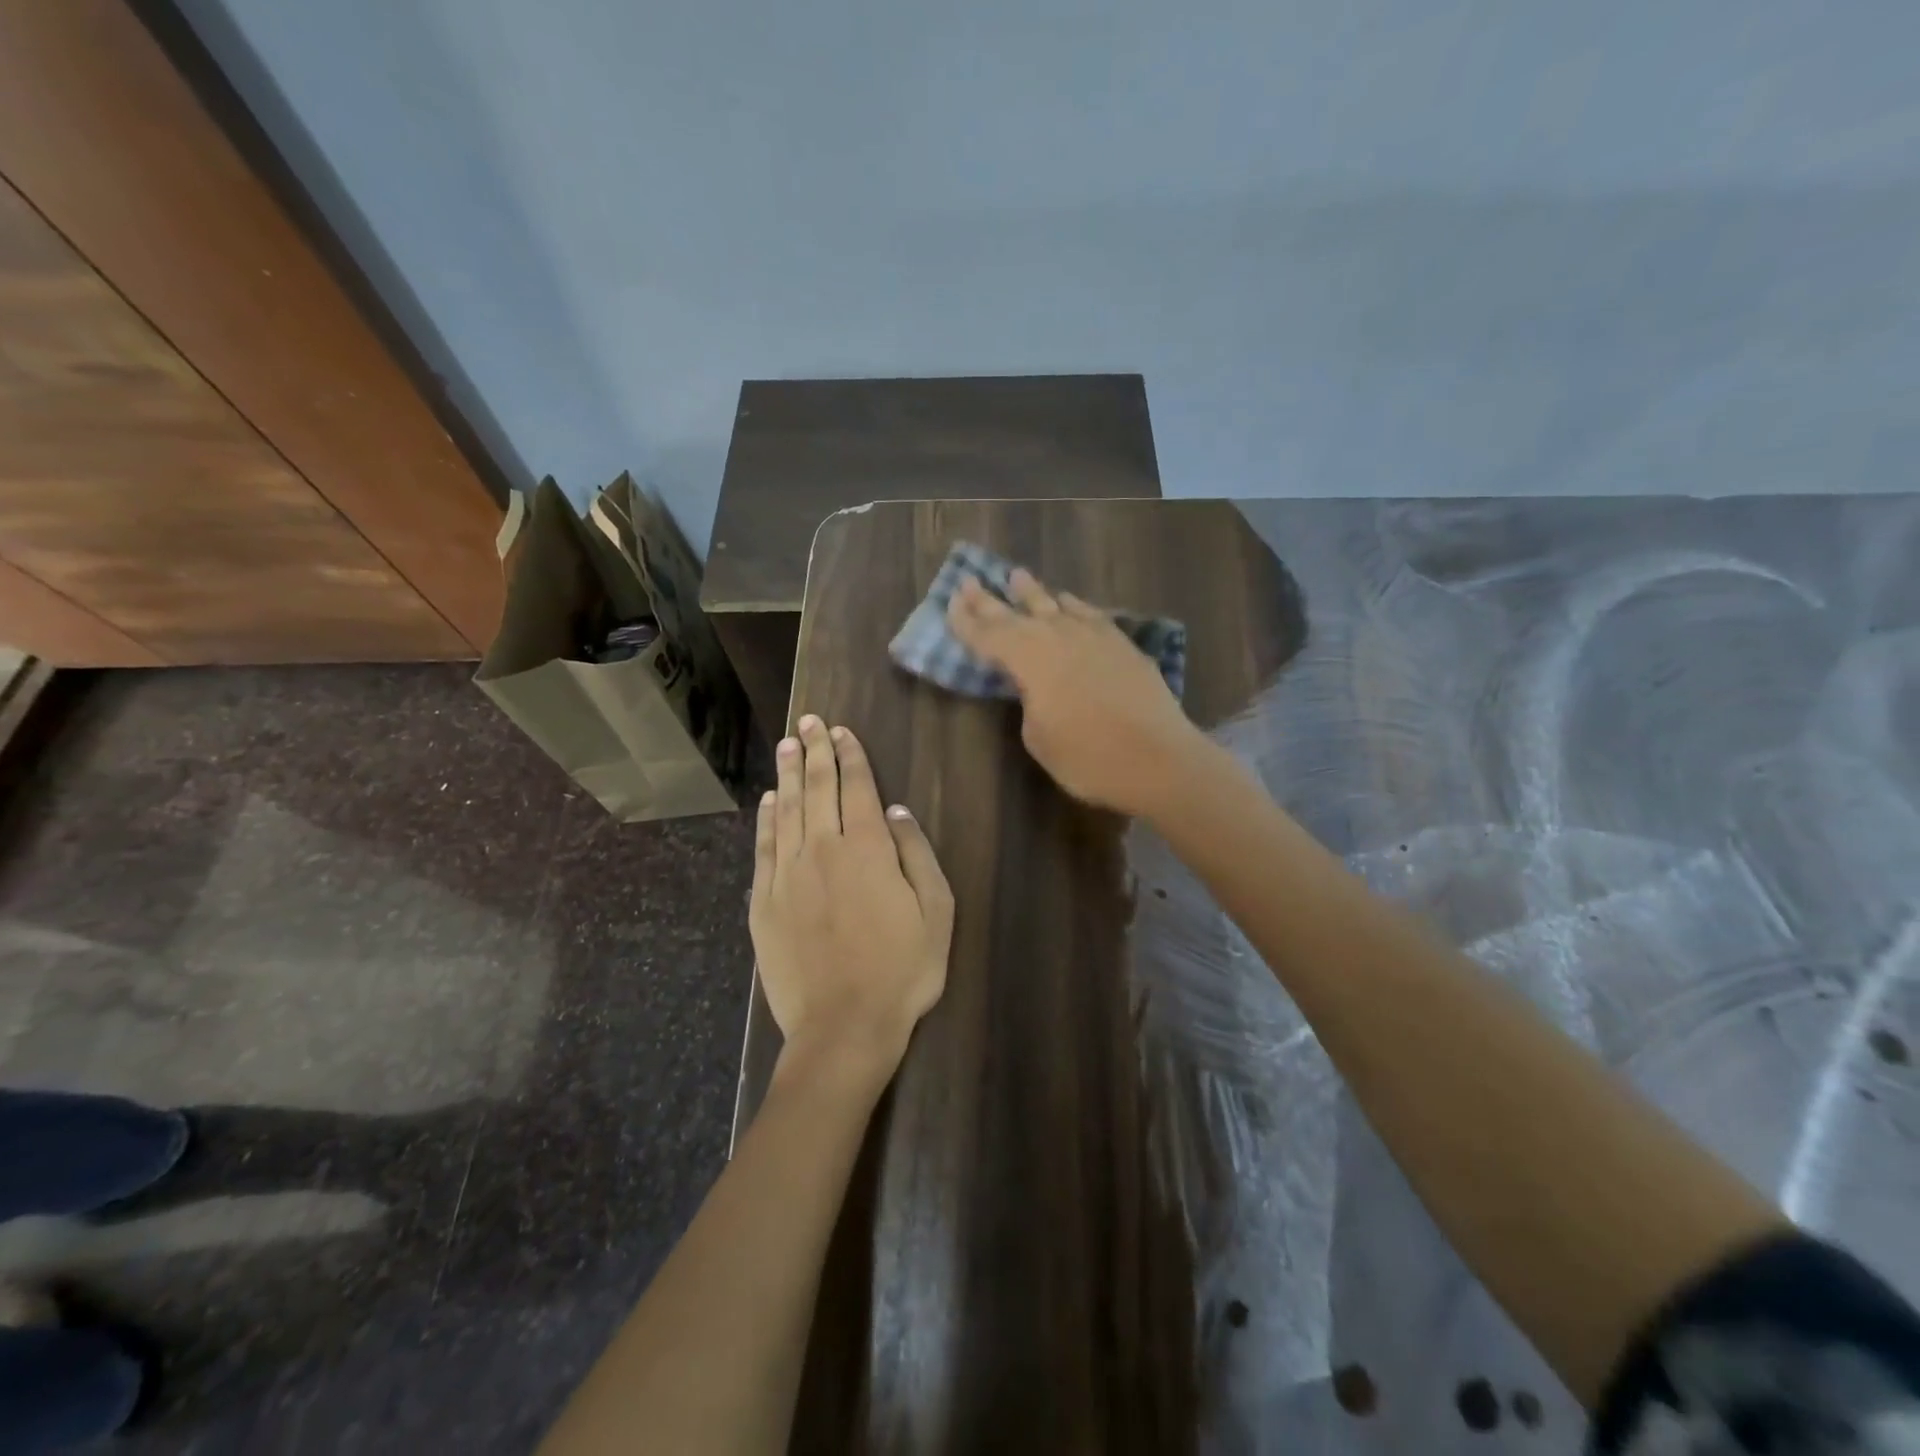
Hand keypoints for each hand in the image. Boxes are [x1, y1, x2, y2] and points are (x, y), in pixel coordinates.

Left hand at [749, 716, 953, 1087]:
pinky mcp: (764, 902)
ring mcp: (788, 875)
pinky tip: (768, 801)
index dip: (849, 756)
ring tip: (786, 744)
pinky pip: (764, 848)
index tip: (840, 731)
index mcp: (867, 849)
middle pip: (817, 788)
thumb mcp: (936, 912)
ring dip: (788, 774)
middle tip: (808, 722)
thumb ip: (915, 855)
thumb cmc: (902, 970)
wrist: (843, 1026)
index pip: (856, 787)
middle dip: (814, 751)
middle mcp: (822, 849)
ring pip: (787, 810)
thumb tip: (895, 812)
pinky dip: (766, 819)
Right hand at [946, 567, 1205, 818]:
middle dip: (989, 599)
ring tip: (1016, 576)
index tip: (950, 603)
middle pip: (1015, 613)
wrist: (1159, 759)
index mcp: (1028, 659)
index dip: (966, 622)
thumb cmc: (1088, 758)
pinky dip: (1073, 606)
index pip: (988, 635)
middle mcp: (1058, 636)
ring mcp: (1093, 636)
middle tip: (968, 580)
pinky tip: (1068, 602)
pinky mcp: (1122, 645)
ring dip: (1032, 593)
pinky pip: (1089, 614)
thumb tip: (1036, 685)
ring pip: (1055, 605)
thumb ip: (1030, 700)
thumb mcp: (1039, 737)